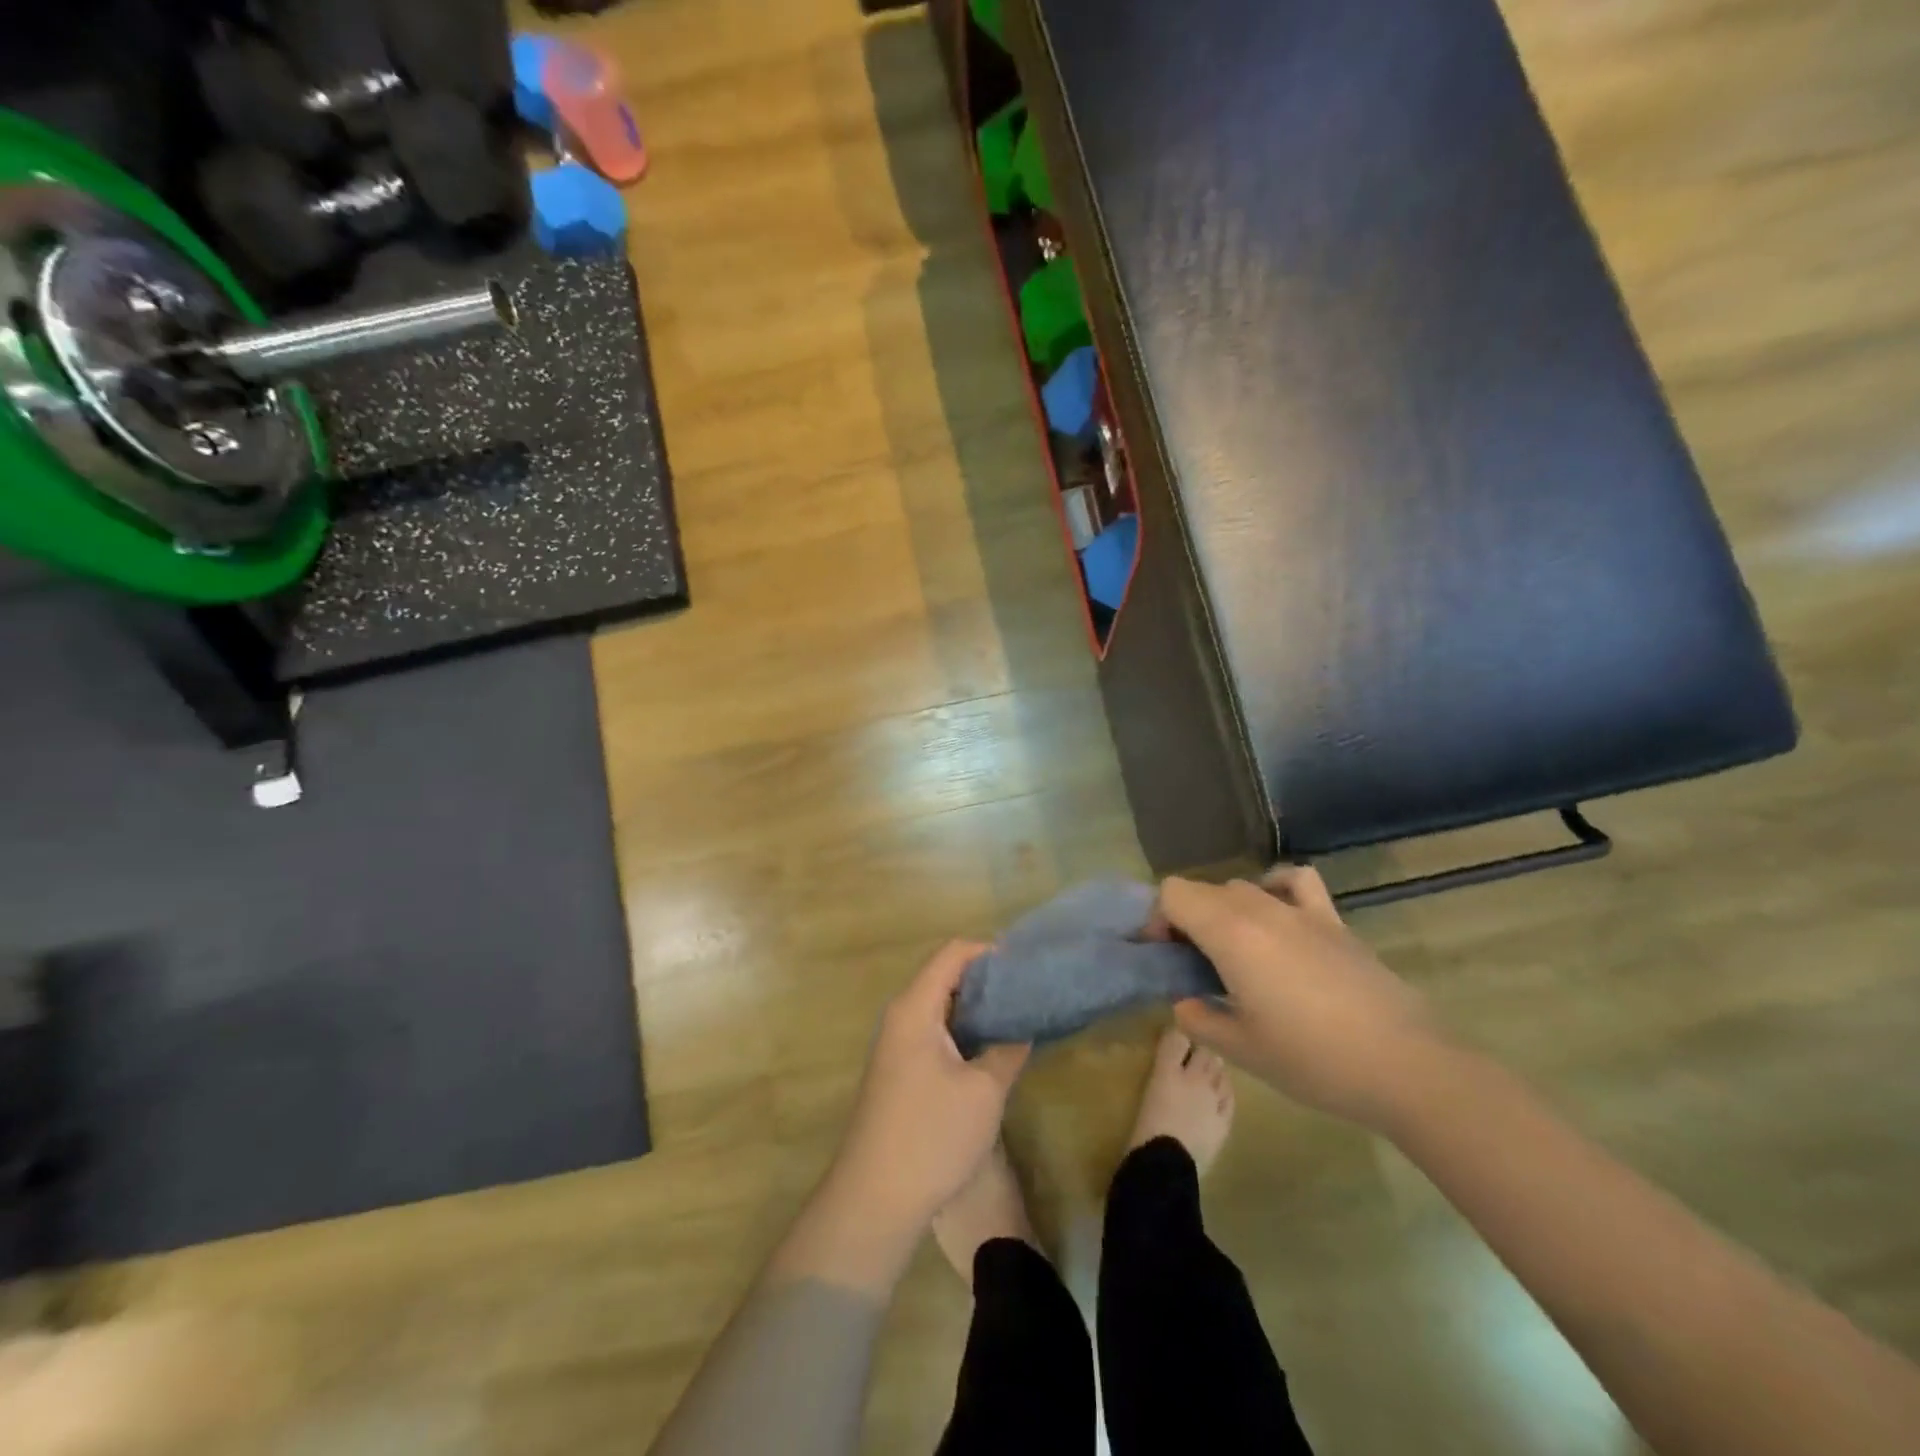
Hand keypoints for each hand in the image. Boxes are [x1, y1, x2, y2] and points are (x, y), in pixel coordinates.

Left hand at [828, 940, 1029, 1236]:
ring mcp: (895, 1043)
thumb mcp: (984, 1092)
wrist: (873, 1199)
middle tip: (1027, 992)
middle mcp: (900, 1015)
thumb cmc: (931, 1136)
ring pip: (939, 1006)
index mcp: (915, 1008)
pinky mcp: (897, 1069)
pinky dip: (961, 1030)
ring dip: (975, 1008)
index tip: (1025, 967)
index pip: (953, 953)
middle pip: (944, 975)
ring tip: (1015, 1017)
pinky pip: (932, 1030)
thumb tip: (1024, 1026)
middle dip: (986, 980)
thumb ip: (1008, 1049)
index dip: (990, 952)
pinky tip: (988, 1048)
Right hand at [1156, 869, 1443, 1127]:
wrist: (1407, 1067)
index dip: (1158, 919)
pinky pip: (1295, 881)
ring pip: (1243, 887)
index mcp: (1230, 933)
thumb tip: (1186, 1001)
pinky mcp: (1334, 921)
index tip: (1165, 957)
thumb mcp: (1241, 1050)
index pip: (1173, 894)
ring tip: (1234, 952)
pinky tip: (1278, 918)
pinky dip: (1276, 888)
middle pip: (1204, 890)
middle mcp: (1260, 908)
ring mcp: (1301, 910)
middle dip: (1187, 920)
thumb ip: (1199, 1019)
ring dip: (1225, 911)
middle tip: (1194, 967)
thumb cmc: (1314, 1060)